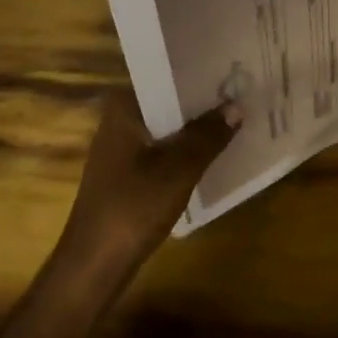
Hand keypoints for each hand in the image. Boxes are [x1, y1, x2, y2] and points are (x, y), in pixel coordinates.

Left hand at [57, 89, 240, 284]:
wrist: (93, 269)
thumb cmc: (132, 209)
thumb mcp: (178, 170)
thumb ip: (208, 135)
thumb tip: (237, 106)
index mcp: (124, 108)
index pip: (167, 75)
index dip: (200, 72)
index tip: (233, 68)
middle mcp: (120, 120)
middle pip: (169, 100)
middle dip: (203, 100)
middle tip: (244, 90)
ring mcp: (122, 148)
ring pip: (168, 126)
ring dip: (197, 126)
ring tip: (237, 116)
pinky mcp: (127, 173)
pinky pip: (164, 148)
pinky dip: (186, 148)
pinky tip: (215, 151)